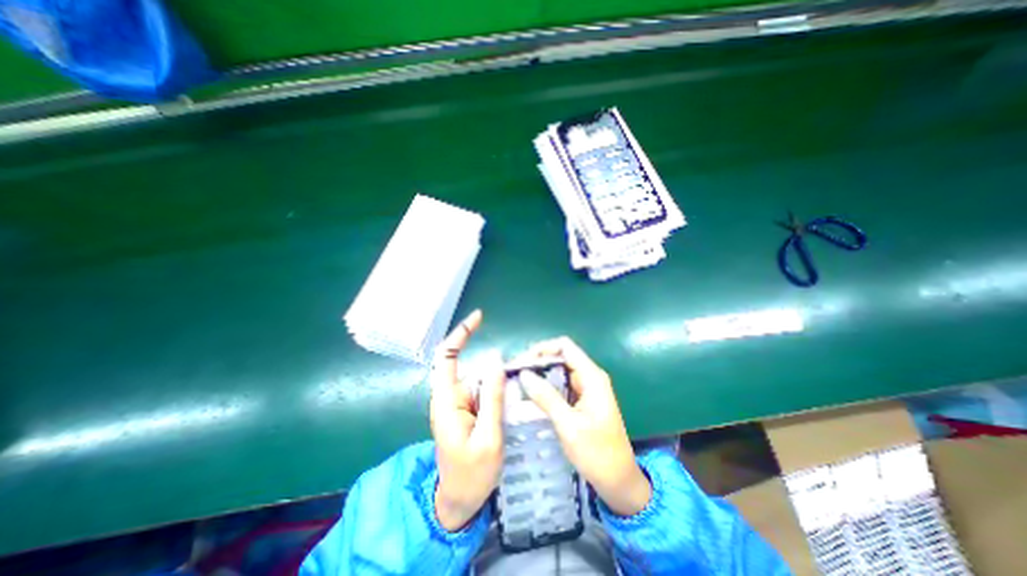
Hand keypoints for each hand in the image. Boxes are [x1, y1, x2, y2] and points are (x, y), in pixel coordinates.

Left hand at [430, 311, 503, 529]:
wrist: (459, 502)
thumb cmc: (472, 475)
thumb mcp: (489, 438)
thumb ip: (492, 397)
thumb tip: (496, 359)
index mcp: (447, 400)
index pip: (447, 356)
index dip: (460, 334)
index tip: (479, 317)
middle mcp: (449, 396)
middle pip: (470, 367)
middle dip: (494, 370)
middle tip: (517, 381)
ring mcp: (458, 403)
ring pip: (480, 380)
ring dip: (497, 385)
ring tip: (511, 407)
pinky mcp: (466, 409)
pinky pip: (483, 391)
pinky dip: (497, 392)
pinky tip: (509, 405)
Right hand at [522, 335, 648, 515]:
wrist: (619, 481)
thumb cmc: (597, 453)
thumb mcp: (568, 425)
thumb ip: (546, 397)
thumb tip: (523, 374)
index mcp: (591, 376)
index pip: (564, 347)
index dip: (542, 349)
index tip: (522, 362)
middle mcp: (589, 376)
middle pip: (560, 356)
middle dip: (537, 361)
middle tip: (515, 373)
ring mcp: (586, 388)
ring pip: (559, 370)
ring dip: (540, 374)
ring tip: (518, 382)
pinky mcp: (582, 399)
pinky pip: (561, 384)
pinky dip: (546, 386)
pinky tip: (531, 394)